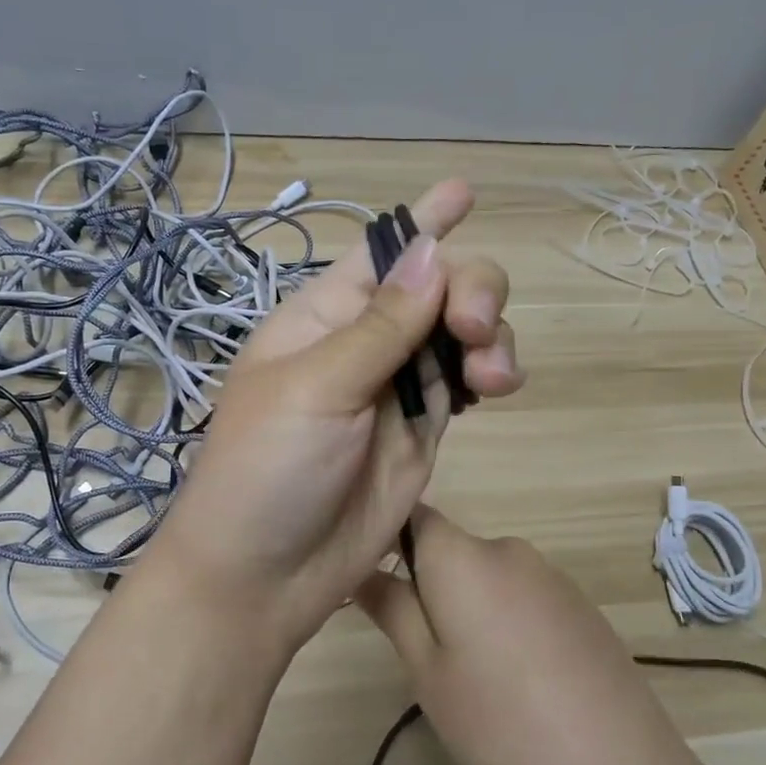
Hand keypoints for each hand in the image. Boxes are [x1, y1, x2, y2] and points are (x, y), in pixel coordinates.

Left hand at [141, 179, 523, 653]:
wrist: (266, 574)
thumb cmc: (267, 468)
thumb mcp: (318, 388)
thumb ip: (382, 325)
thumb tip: (433, 251)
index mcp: (323, 317)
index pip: (379, 253)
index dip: (423, 221)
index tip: (465, 190)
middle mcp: (365, 342)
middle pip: (439, 288)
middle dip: (472, 291)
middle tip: (472, 330)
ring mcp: (398, 387)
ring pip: (463, 333)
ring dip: (490, 336)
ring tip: (492, 376)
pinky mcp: (424, 429)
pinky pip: (469, 382)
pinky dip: (492, 373)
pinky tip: (499, 385)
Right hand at [356, 508, 705, 764]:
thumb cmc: (501, 721)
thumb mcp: (428, 672)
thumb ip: (392, 609)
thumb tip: (359, 568)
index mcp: (464, 556)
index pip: (413, 515)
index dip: (386, 538)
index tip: (371, 582)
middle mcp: (509, 550)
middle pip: (451, 551)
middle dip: (429, 588)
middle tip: (426, 655)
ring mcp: (552, 577)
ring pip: (487, 578)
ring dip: (469, 609)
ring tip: (477, 678)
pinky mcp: (581, 606)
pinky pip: (523, 598)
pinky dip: (507, 623)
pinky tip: (522, 682)